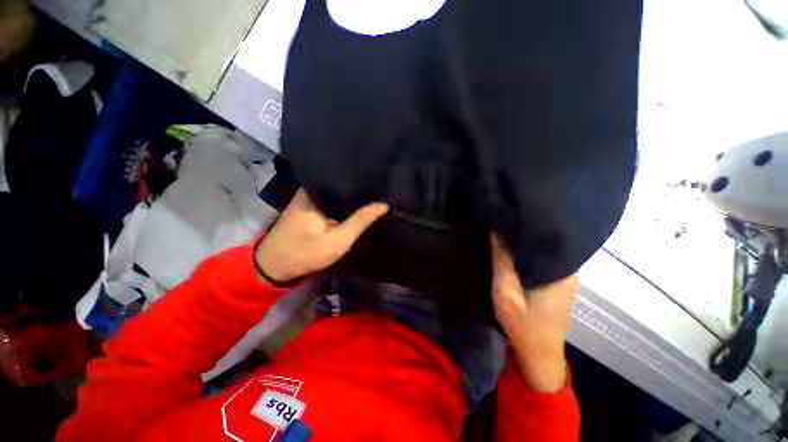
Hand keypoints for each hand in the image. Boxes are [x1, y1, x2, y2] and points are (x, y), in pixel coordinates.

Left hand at [255, 189, 387, 282]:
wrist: (274, 264)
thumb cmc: (306, 252)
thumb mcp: (339, 240)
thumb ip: (361, 221)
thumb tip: (383, 204)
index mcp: (318, 191)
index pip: (346, 178)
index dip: (365, 180)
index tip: (381, 180)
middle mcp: (312, 188)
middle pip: (341, 182)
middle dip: (359, 186)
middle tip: (380, 186)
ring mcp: (308, 195)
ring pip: (336, 189)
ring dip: (351, 193)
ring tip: (373, 191)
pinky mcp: (308, 203)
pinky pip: (330, 196)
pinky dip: (342, 200)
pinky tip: (356, 201)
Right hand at [491, 234, 577, 392]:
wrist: (540, 355)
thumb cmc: (523, 325)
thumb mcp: (505, 292)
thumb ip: (502, 263)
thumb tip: (497, 233)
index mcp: (559, 271)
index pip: (543, 238)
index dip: (523, 227)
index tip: (506, 218)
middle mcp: (568, 270)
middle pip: (544, 244)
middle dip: (522, 235)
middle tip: (502, 225)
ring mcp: (566, 278)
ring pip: (543, 253)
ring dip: (525, 247)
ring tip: (506, 234)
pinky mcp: (560, 284)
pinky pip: (543, 262)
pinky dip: (529, 257)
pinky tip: (515, 254)